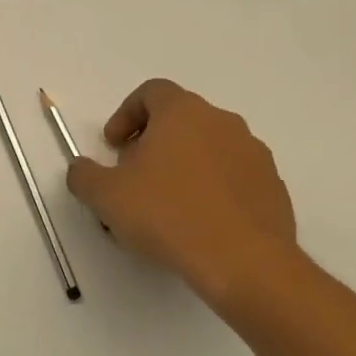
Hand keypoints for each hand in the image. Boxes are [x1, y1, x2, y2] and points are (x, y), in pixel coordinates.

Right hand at [65, 79, 298, 306]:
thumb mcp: (106, 196)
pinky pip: (234, 178)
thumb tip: (81, 169)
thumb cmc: (168, 215)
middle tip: (134, 176)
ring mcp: (254, 154)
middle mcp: (222, 122)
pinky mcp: (273, 188)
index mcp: (183, 112)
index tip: (113, 146)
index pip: (151, 92)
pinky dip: (213, 190)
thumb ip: (84, 175)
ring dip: (185, 166)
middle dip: (153, 142)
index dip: (126, 115)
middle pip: (180, 119)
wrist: (245, 263)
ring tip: (167, 204)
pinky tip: (199, 224)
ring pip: (209, 148)